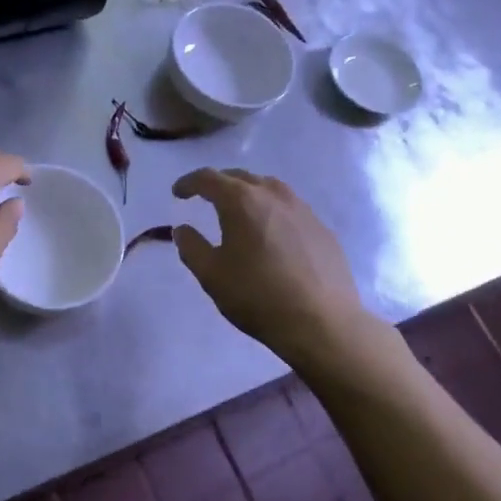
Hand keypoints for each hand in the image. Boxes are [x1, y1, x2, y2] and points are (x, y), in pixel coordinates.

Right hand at [172, 168, 404, 372]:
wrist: (322, 323)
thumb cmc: (258, 296)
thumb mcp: (212, 275)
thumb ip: (191, 247)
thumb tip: (182, 229)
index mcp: (241, 201)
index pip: (208, 178)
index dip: (189, 183)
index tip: (177, 193)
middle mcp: (273, 195)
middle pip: (240, 177)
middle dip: (219, 183)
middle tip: (205, 197)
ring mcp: (302, 209)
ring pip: (269, 188)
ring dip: (248, 192)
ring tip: (240, 209)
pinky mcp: (322, 228)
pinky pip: (290, 207)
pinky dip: (272, 210)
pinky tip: (271, 232)